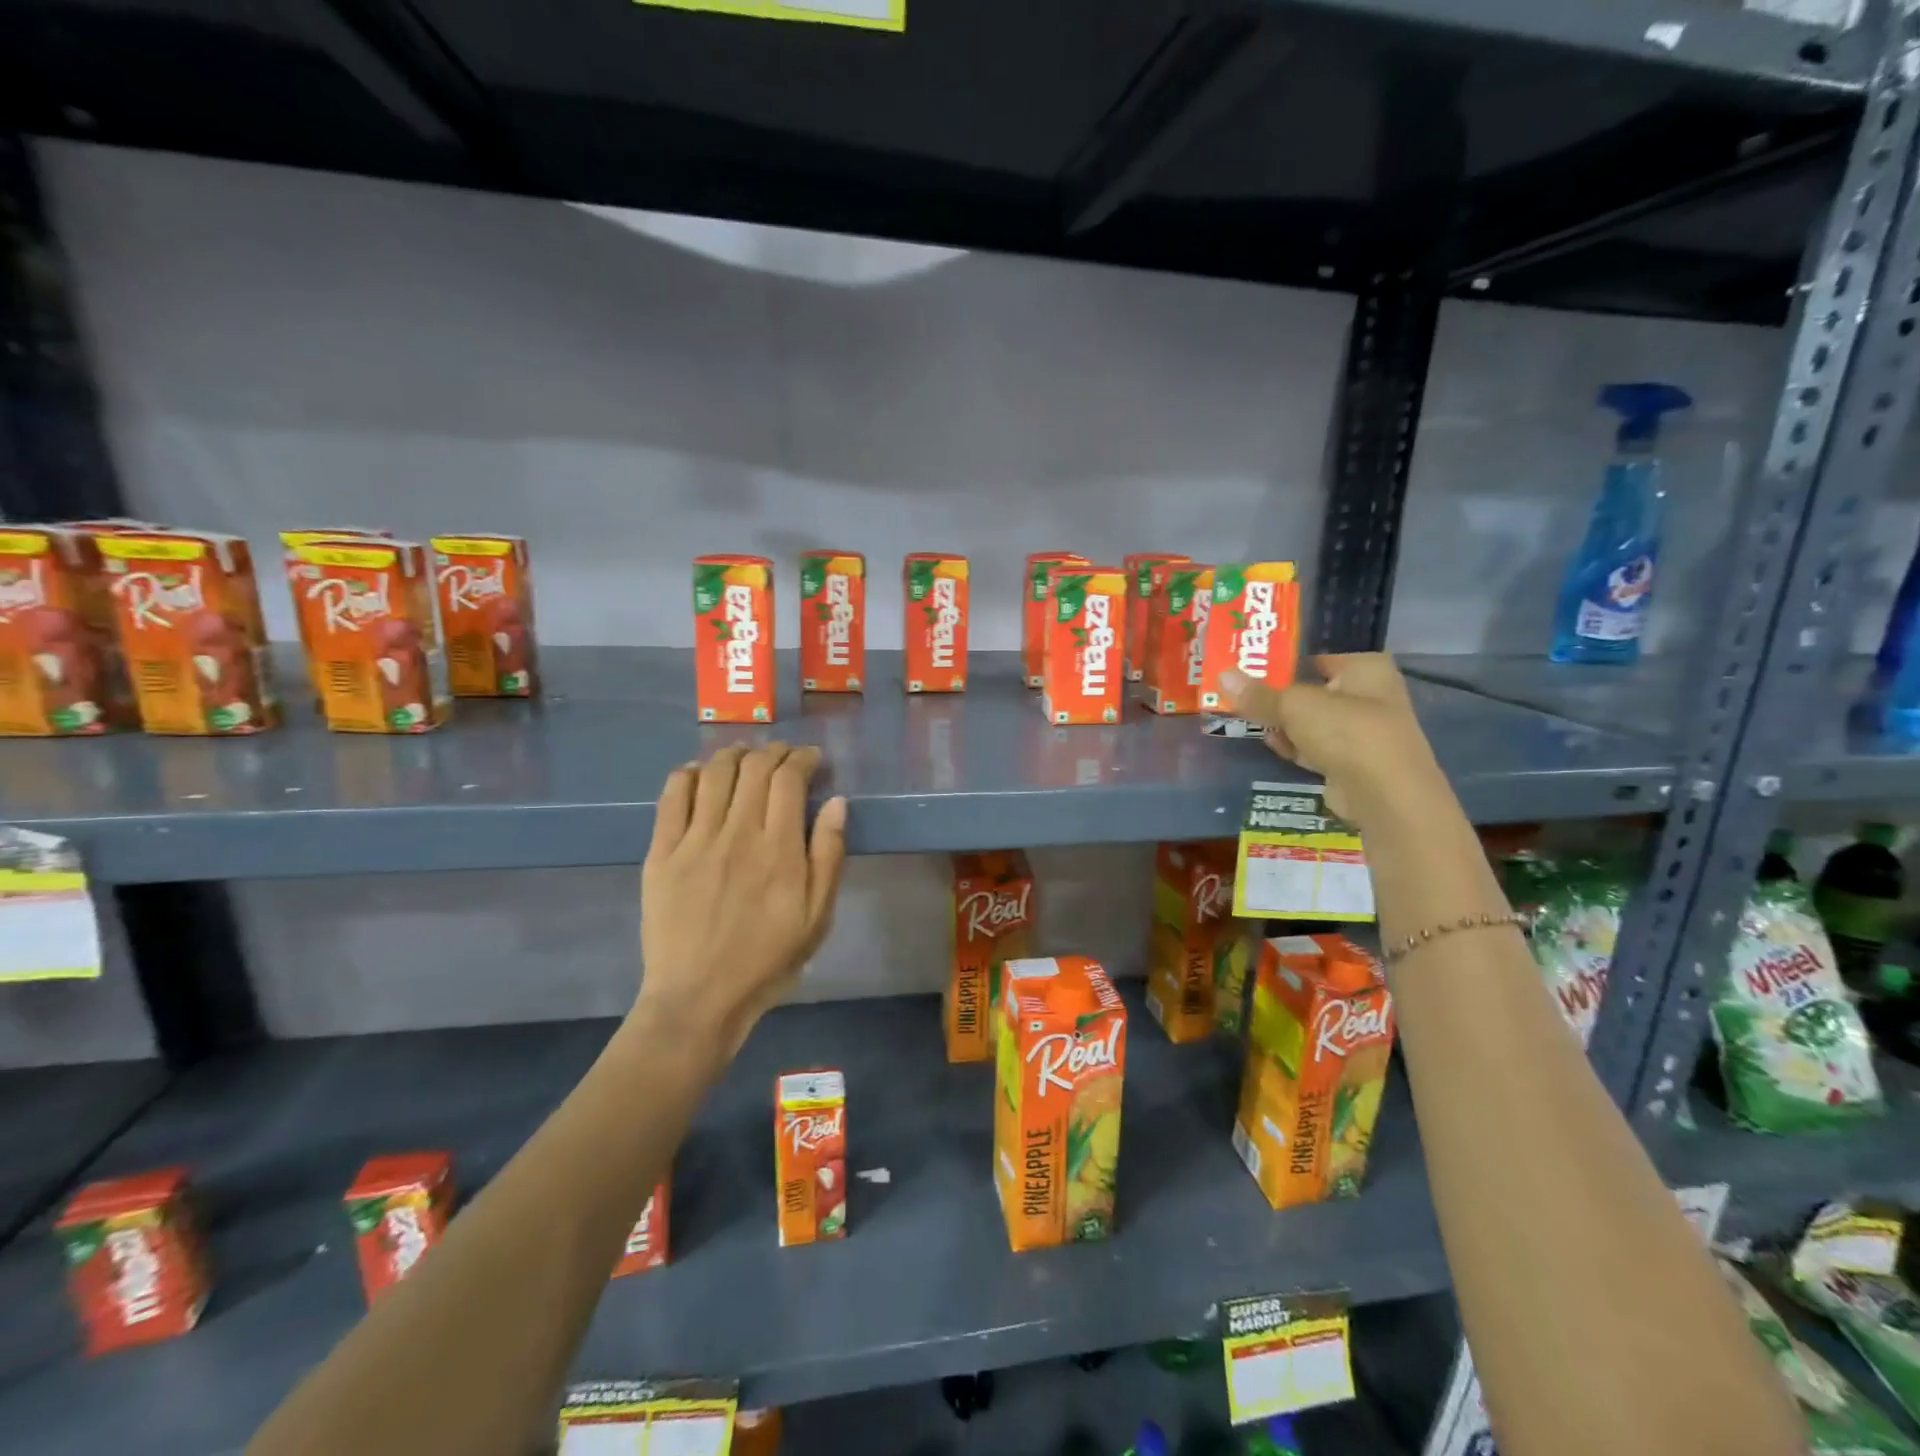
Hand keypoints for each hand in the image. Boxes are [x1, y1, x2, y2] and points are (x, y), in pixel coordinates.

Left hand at [637, 743, 847, 1054]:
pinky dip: (689, 775)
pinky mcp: (661, 853)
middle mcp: (737, 834)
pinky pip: (672, 797)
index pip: (788, 779)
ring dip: (734, 754)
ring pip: (714, 773)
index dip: (802, 759)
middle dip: (773, 752)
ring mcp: (694, 841)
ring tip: (745, 756)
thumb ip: (828, 856)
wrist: (698, 998)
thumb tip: (836, 802)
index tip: (811, 759)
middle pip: (753, 768)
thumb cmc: (767, 960)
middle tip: (783, 757)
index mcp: (779, 850)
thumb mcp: (817, 917)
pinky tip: (700, 774)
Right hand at [1221, 654, 1448, 830]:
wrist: (1384, 796)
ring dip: (1283, 722)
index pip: (1318, 656)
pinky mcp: (1350, 762)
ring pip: (1311, 720)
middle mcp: (1369, 695)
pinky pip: (1313, 746)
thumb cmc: (1346, 732)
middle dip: (1278, 694)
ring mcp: (1361, 731)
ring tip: (1245, 716)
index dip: (1285, 659)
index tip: (1250, 663)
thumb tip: (1222, 676)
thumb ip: (1259, 694)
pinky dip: (1294, 745)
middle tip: (1240, 691)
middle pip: (1312, 689)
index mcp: (1366, 669)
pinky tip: (1270, 743)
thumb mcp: (1294, 706)